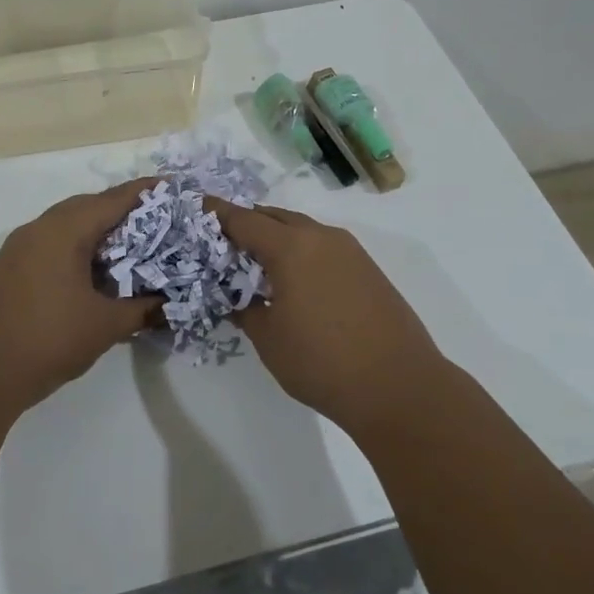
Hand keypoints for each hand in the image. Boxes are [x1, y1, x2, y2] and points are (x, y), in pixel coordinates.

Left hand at [0, 179, 162, 406]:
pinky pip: (51, 244)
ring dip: (97, 231)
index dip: (146, 193)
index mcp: (64, 230)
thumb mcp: (105, 326)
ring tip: (130, 247)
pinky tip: (93, 272)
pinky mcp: (9, 268)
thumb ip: (141, 310)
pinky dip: (77, 248)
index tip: (173, 188)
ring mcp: (19, 248)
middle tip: (157, 222)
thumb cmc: (47, 340)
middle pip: (88, 206)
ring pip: (66, 225)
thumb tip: (167, 305)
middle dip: (122, 211)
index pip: (113, 200)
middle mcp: (39, 228)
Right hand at [207, 201, 445, 432]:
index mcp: (292, 248)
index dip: (217, 213)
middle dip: (246, 222)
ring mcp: (350, 251)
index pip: (244, 220)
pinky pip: (323, 247)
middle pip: (274, 217)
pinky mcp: (367, 269)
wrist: (398, 386)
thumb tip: (236, 299)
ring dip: (275, 237)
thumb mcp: (269, 339)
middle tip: (221, 239)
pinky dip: (300, 251)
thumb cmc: (322, 362)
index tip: (195, 207)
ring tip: (253, 260)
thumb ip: (245, 310)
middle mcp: (321, 238)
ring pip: (302, 230)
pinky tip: (292, 278)